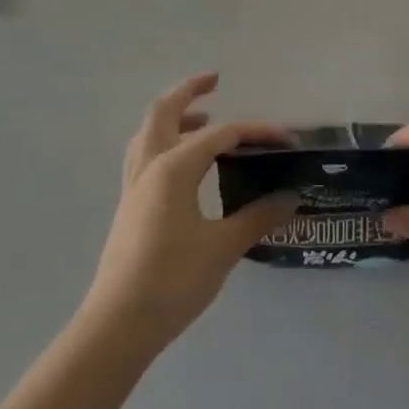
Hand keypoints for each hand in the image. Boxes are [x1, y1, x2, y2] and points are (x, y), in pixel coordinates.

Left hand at [82, 74, 296, 354]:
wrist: (117, 328)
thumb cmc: (173, 280)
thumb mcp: (224, 247)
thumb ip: (258, 217)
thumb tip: (291, 198)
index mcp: (174, 167)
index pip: (222, 134)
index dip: (256, 132)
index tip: (286, 139)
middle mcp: (150, 167)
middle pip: (163, 112)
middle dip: (189, 91)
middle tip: (215, 81)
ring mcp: (134, 187)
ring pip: (148, 133)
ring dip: (172, 117)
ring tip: (200, 119)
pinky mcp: (129, 208)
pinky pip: (144, 157)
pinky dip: (164, 143)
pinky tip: (184, 165)